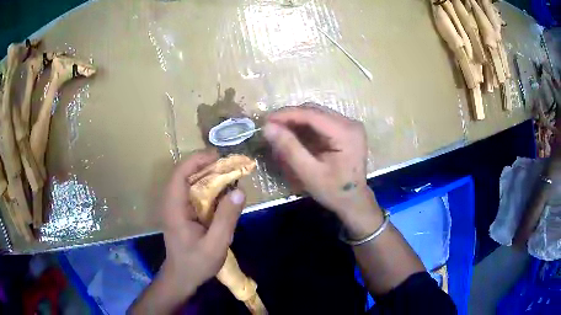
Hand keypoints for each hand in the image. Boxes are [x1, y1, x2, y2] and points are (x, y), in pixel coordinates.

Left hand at [159, 150, 245, 300]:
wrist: (181, 277)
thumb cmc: (196, 263)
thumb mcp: (215, 245)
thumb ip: (226, 218)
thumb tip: (239, 191)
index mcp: (174, 208)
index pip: (180, 174)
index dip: (197, 160)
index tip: (218, 157)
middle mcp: (171, 203)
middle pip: (184, 174)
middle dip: (206, 166)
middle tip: (229, 166)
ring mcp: (175, 207)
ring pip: (188, 181)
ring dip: (207, 175)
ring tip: (228, 175)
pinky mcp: (181, 212)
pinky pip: (192, 192)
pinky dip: (206, 187)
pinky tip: (221, 192)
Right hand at [263, 105, 380, 236]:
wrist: (353, 201)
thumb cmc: (333, 191)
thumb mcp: (309, 173)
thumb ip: (289, 148)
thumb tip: (268, 127)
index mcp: (346, 133)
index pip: (312, 114)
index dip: (287, 114)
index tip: (266, 120)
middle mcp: (350, 123)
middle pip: (315, 111)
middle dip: (291, 117)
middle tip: (270, 127)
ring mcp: (349, 126)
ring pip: (317, 114)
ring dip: (297, 121)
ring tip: (279, 131)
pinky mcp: (346, 130)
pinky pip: (321, 122)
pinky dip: (305, 127)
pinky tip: (294, 135)